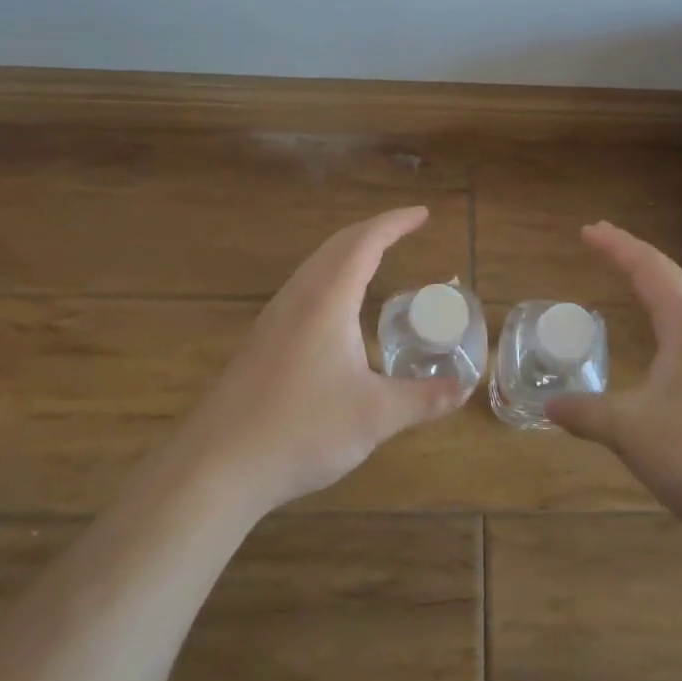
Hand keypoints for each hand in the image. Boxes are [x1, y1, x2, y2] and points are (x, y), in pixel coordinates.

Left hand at [181, 206, 466, 514]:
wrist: (216, 467)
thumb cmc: (301, 430)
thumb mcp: (375, 417)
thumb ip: (423, 399)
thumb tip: (465, 389)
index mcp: (326, 299)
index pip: (365, 242)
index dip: (395, 223)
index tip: (423, 214)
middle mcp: (298, 297)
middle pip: (337, 245)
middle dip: (374, 230)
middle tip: (406, 229)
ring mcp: (274, 318)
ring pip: (316, 266)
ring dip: (348, 252)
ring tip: (377, 257)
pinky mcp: (262, 341)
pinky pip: (304, 288)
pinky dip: (332, 276)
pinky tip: (338, 308)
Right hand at [547, 222, 681, 537]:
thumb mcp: (628, 430)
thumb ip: (585, 413)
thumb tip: (548, 407)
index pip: (649, 271)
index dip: (617, 247)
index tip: (588, 231)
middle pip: (670, 277)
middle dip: (634, 254)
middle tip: (602, 239)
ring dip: (653, 281)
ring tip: (628, 273)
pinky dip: (665, 309)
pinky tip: (659, 331)